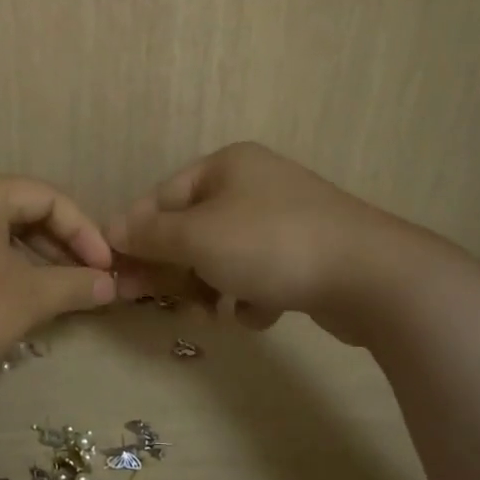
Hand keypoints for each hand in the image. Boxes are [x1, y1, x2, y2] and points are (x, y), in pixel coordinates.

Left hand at [0, 173, 117, 377]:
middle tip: (83, 280)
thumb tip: (110, 286)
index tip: (104, 268)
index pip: (48, 198)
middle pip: (21, 210)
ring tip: (54, 291)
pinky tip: (14, 294)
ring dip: (32, 258)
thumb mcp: (28, 298)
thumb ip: (74, 285)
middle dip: (59, 246)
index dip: (84, 232)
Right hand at [107, 142, 453, 342]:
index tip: (118, 274)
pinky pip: (259, 273)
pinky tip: (260, 313)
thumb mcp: (196, 236)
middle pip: (191, 228)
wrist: (371, 276)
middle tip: (159, 301)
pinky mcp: (307, 253)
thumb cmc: (270, 244)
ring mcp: (284, 218)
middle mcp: (254, 184)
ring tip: (216, 312)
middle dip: (175, 268)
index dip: (136, 235)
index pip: (161, 197)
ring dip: (211, 286)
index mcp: (226, 166)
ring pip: (223, 255)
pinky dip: (251, 295)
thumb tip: (108, 231)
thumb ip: (148, 235)